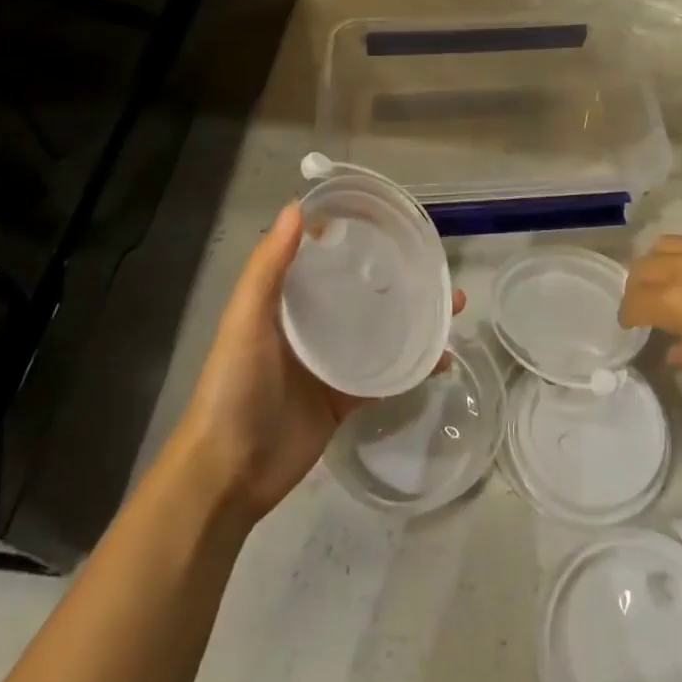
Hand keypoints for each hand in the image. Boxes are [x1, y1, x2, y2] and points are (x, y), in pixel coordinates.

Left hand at [176, 202, 463, 522]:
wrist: (229, 473)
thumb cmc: (234, 386)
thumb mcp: (245, 320)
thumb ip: (268, 268)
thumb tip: (296, 208)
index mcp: (286, 302)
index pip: (324, 259)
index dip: (353, 238)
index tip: (389, 219)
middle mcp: (311, 327)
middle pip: (361, 292)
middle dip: (397, 278)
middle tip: (436, 266)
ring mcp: (332, 364)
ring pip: (380, 331)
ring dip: (414, 318)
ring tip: (452, 306)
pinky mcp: (346, 399)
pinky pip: (387, 376)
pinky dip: (415, 367)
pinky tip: (443, 358)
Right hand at [619, 234, 681, 403]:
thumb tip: (671, 348)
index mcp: (673, 300)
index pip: (633, 301)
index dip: (628, 316)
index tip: (631, 326)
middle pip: (642, 267)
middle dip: (637, 287)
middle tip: (646, 305)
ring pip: (665, 245)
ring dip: (657, 263)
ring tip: (668, 281)